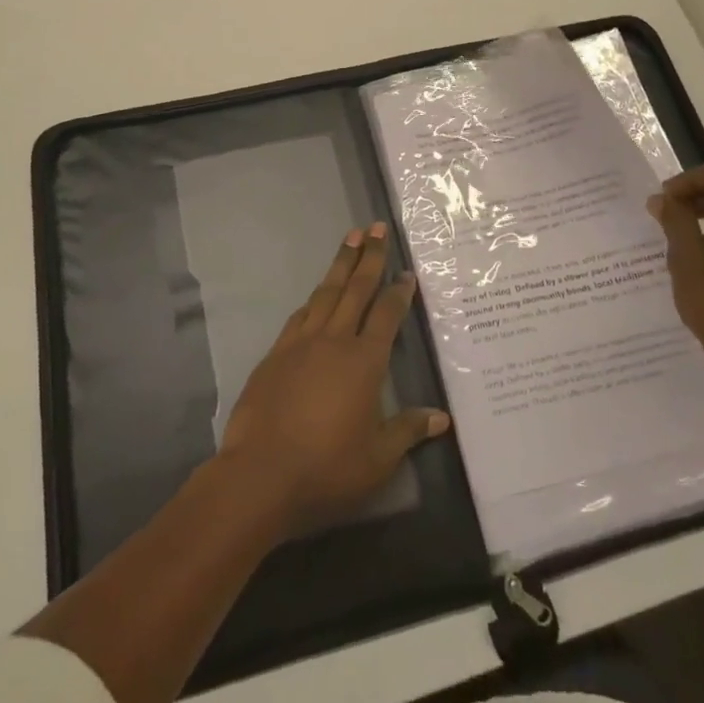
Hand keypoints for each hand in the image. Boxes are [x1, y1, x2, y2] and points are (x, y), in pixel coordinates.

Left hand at [218, 223, 448, 535]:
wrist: (260, 475)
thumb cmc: (327, 467)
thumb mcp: (378, 458)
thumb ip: (408, 431)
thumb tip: (442, 417)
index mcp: (364, 361)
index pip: (387, 315)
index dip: (398, 292)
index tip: (407, 272)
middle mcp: (334, 341)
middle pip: (355, 289)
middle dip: (369, 257)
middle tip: (376, 228)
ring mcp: (301, 344)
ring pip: (325, 293)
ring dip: (339, 265)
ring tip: (350, 239)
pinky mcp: (275, 354)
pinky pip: (300, 315)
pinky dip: (313, 299)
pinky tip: (316, 294)